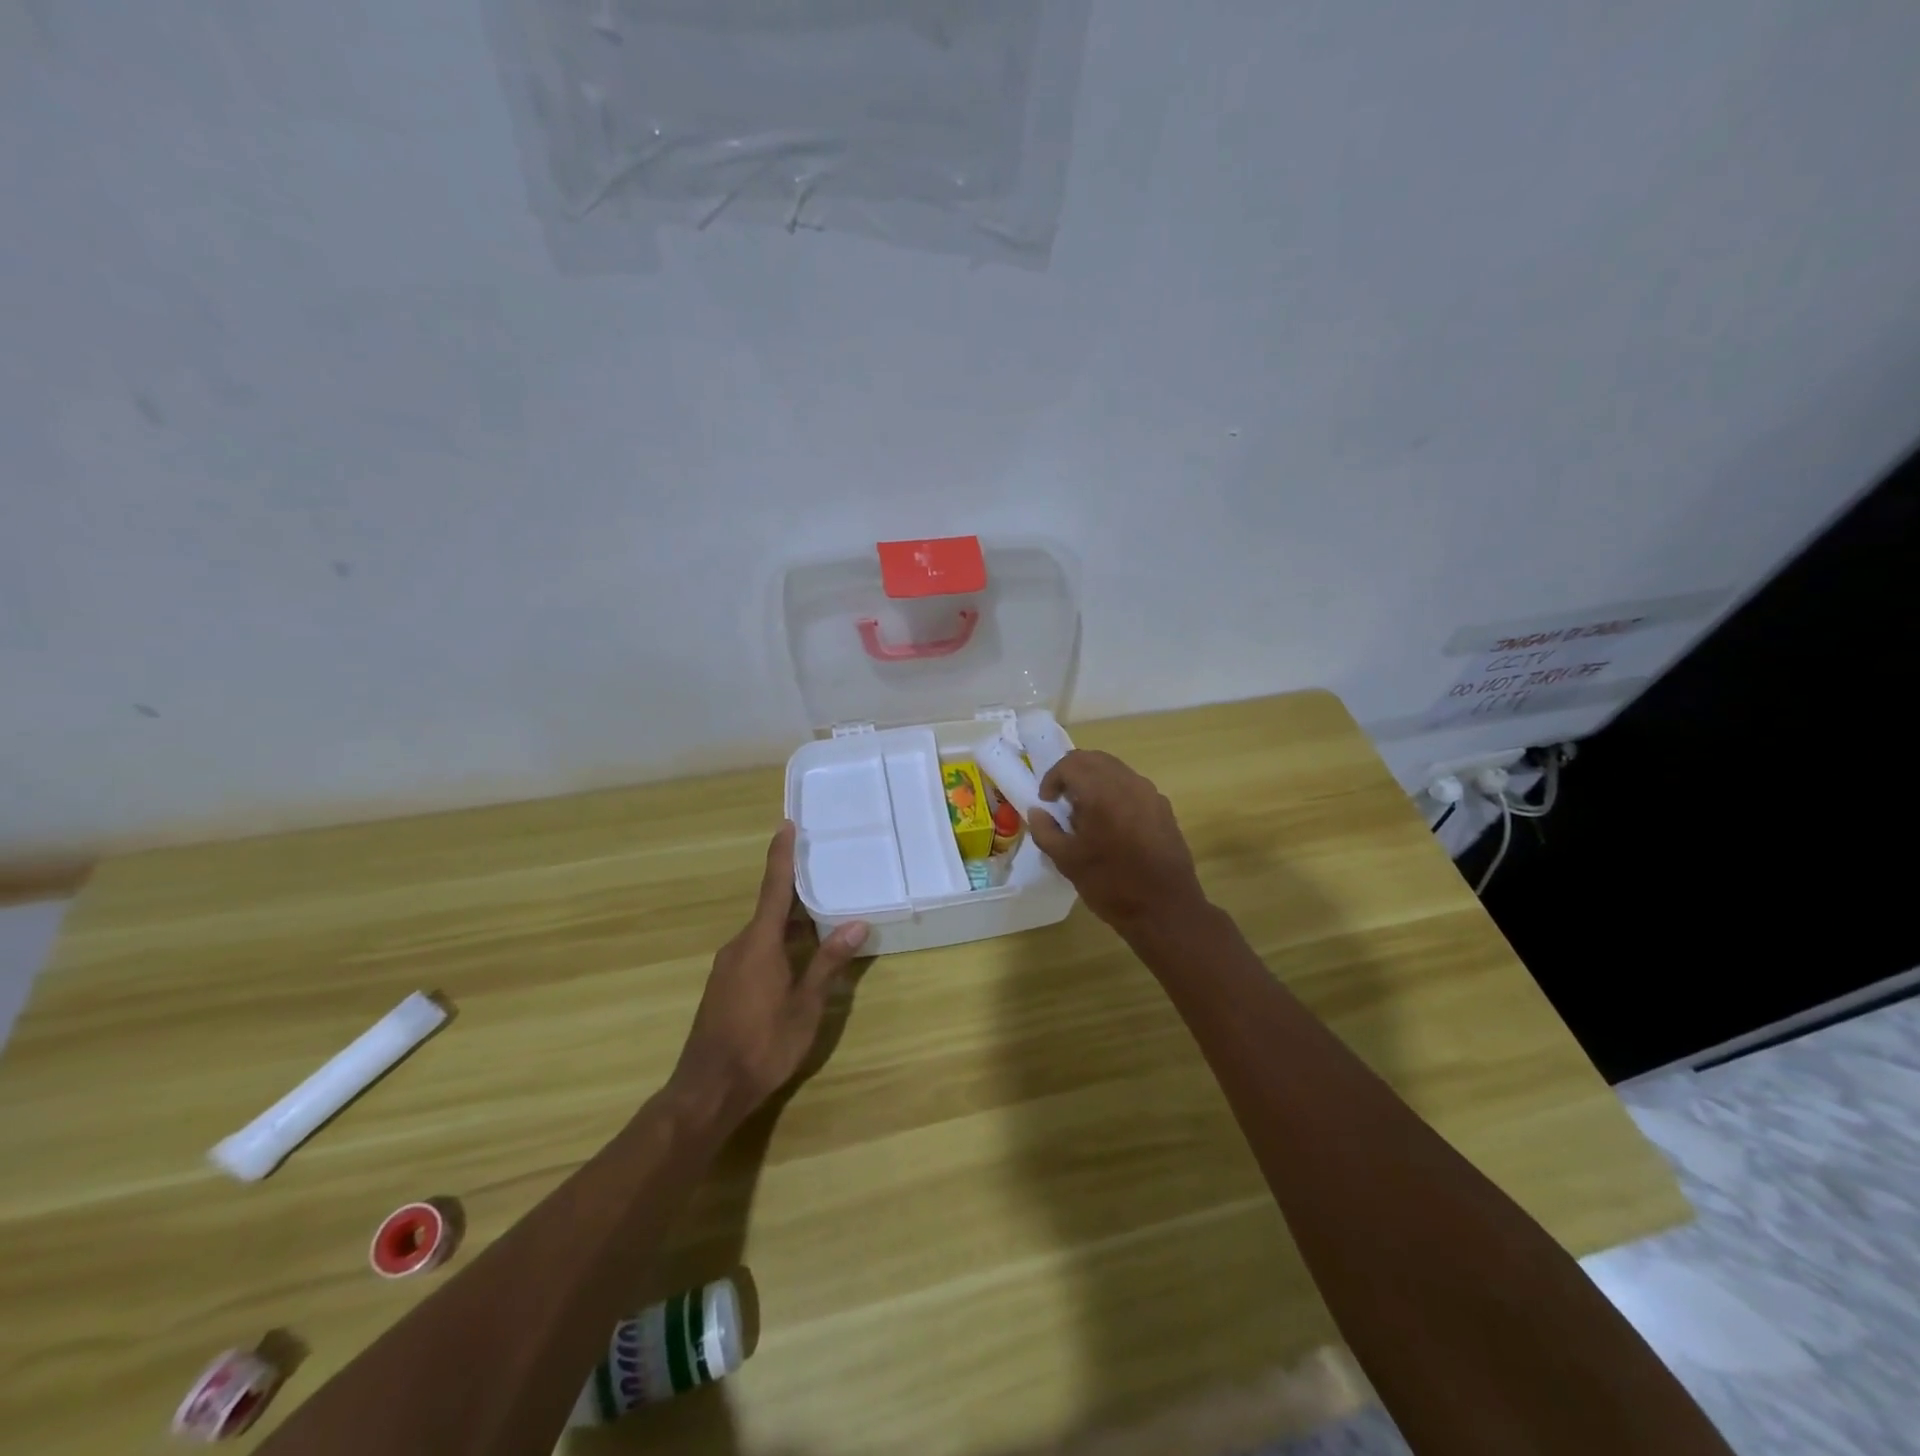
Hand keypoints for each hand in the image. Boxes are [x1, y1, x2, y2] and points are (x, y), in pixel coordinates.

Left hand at [670, 822, 868, 1131]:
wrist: (708, 1090)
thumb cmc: (762, 1045)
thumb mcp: (805, 1006)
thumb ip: (828, 963)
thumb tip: (856, 924)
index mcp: (759, 943)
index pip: (774, 888)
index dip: (781, 856)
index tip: (786, 826)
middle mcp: (739, 946)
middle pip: (770, 908)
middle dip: (796, 891)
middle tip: (826, 873)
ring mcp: (729, 967)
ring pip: (764, 932)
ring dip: (790, 922)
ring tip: (823, 915)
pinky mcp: (725, 986)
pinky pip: (756, 950)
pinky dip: (779, 942)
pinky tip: (799, 956)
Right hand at [1028, 750, 1208, 935]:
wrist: (1165, 910)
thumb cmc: (1111, 885)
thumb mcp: (1067, 861)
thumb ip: (1045, 830)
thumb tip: (1038, 812)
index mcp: (1101, 793)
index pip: (1070, 764)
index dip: (1052, 778)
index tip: (1047, 801)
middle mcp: (1128, 783)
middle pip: (1094, 759)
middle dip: (1072, 773)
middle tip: (1062, 801)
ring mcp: (1150, 793)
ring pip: (1115, 769)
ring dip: (1094, 781)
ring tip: (1086, 813)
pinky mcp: (1163, 807)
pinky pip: (1132, 786)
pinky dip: (1114, 792)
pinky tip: (1112, 825)